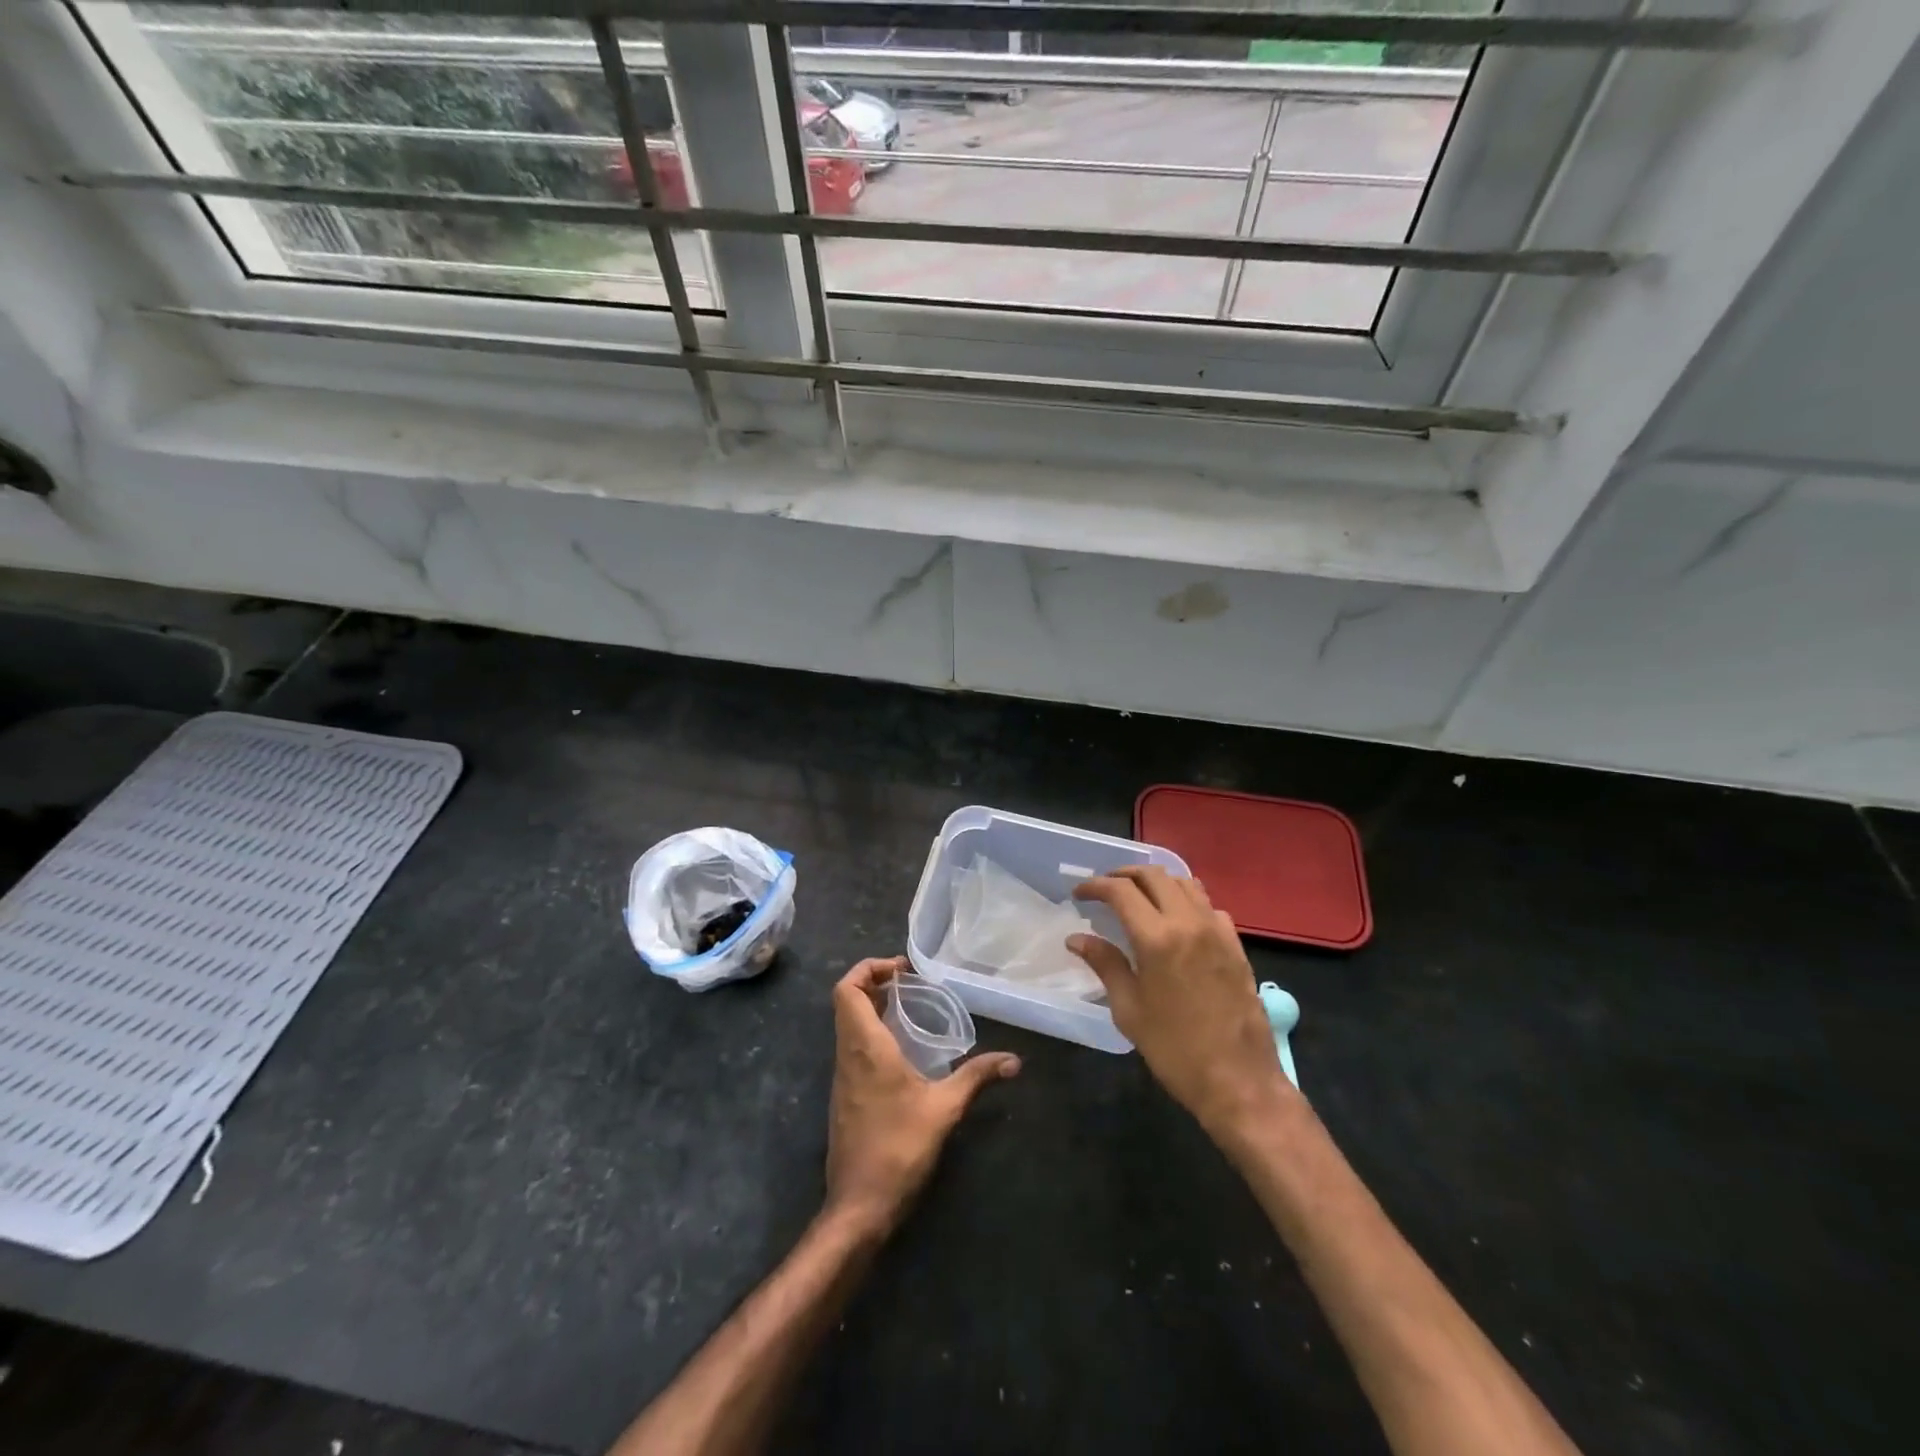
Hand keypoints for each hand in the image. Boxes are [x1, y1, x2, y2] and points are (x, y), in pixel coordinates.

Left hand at [824, 957, 1019, 1237]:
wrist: (858, 1206)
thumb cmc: (898, 1148)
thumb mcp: (944, 1109)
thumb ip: (976, 1077)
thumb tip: (1014, 1060)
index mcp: (865, 1046)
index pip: (847, 989)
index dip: (868, 968)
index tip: (902, 968)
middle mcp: (847, 1054)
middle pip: (846, 1001)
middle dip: (874, 982)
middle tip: (910, 983)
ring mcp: (842, 1076)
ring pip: (847, 1024)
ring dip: (872, 1007)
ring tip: (910, 1008)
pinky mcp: (845, 1095)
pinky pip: (853, 1046)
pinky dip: (872, 1032)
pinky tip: (903, 1049)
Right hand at [1070, 868, 1294, 1142]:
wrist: (1239, 1081)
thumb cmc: (1174, 1049)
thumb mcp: (1129, 1009)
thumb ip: (1105, 964)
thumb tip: (1077, 939)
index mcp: (1158, 938)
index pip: (1121, 891)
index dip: (1096, 886)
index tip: (1079, 893)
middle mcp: (1189, 923)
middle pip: (1154, 876)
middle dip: (1124, 875)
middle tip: (1105, 888)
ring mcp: (1217, 931)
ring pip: (1185, 884)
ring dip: (1157, 882)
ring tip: (1138, 897)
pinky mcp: (1236, 945)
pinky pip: (1208, 906)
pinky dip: (1186, 901)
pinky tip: (1176, 922)